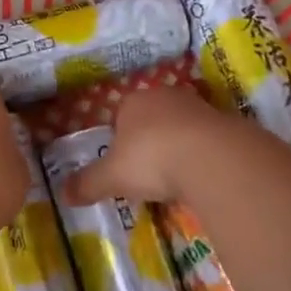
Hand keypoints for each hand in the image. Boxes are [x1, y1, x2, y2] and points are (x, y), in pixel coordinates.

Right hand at [60, 84, 290, 206]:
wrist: (212, 158)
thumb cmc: (151, 158)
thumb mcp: (112, 176)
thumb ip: (88, 184)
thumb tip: (62, 194)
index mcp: (133, 101)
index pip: (121, 114)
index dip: (120, 139)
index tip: (123, 164)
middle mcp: (165, 97)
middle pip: (153, 117)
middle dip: (151, 140)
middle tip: (150, 172)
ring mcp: (199, 107)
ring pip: (183, 126)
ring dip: (180, 146)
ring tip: (178, 178)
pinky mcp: (228, 123)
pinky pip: (210, 140)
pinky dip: (205, 156)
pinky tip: (203, 177)